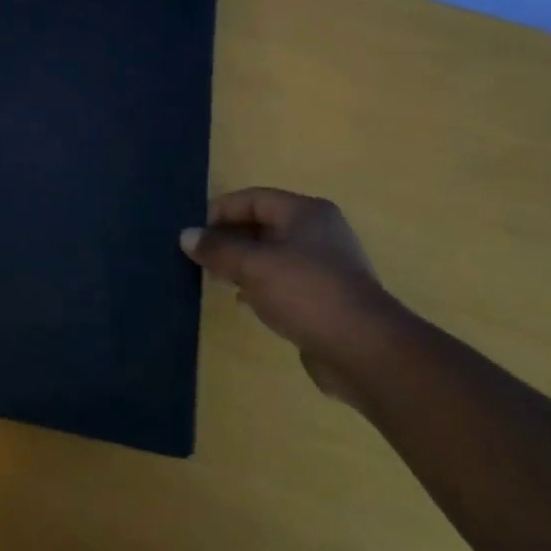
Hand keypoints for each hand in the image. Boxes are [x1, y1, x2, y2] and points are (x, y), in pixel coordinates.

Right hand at [181, 187, 406, 400]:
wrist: (365, 351)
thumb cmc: (307, 292)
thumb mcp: (253, 265)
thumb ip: (218, 249)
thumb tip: (186, 236)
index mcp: (306, 212)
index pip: (254, 198)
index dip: (221, 211)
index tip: (195, 232)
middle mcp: (319, 232)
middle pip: (264, 225)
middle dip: (230, 238)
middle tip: (201, 256)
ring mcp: (326, 266)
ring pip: (273, 255)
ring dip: (243, 263)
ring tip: (215, 277)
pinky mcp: (327, 298)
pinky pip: (284, 281)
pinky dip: (261, 286)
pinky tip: (243, 301)